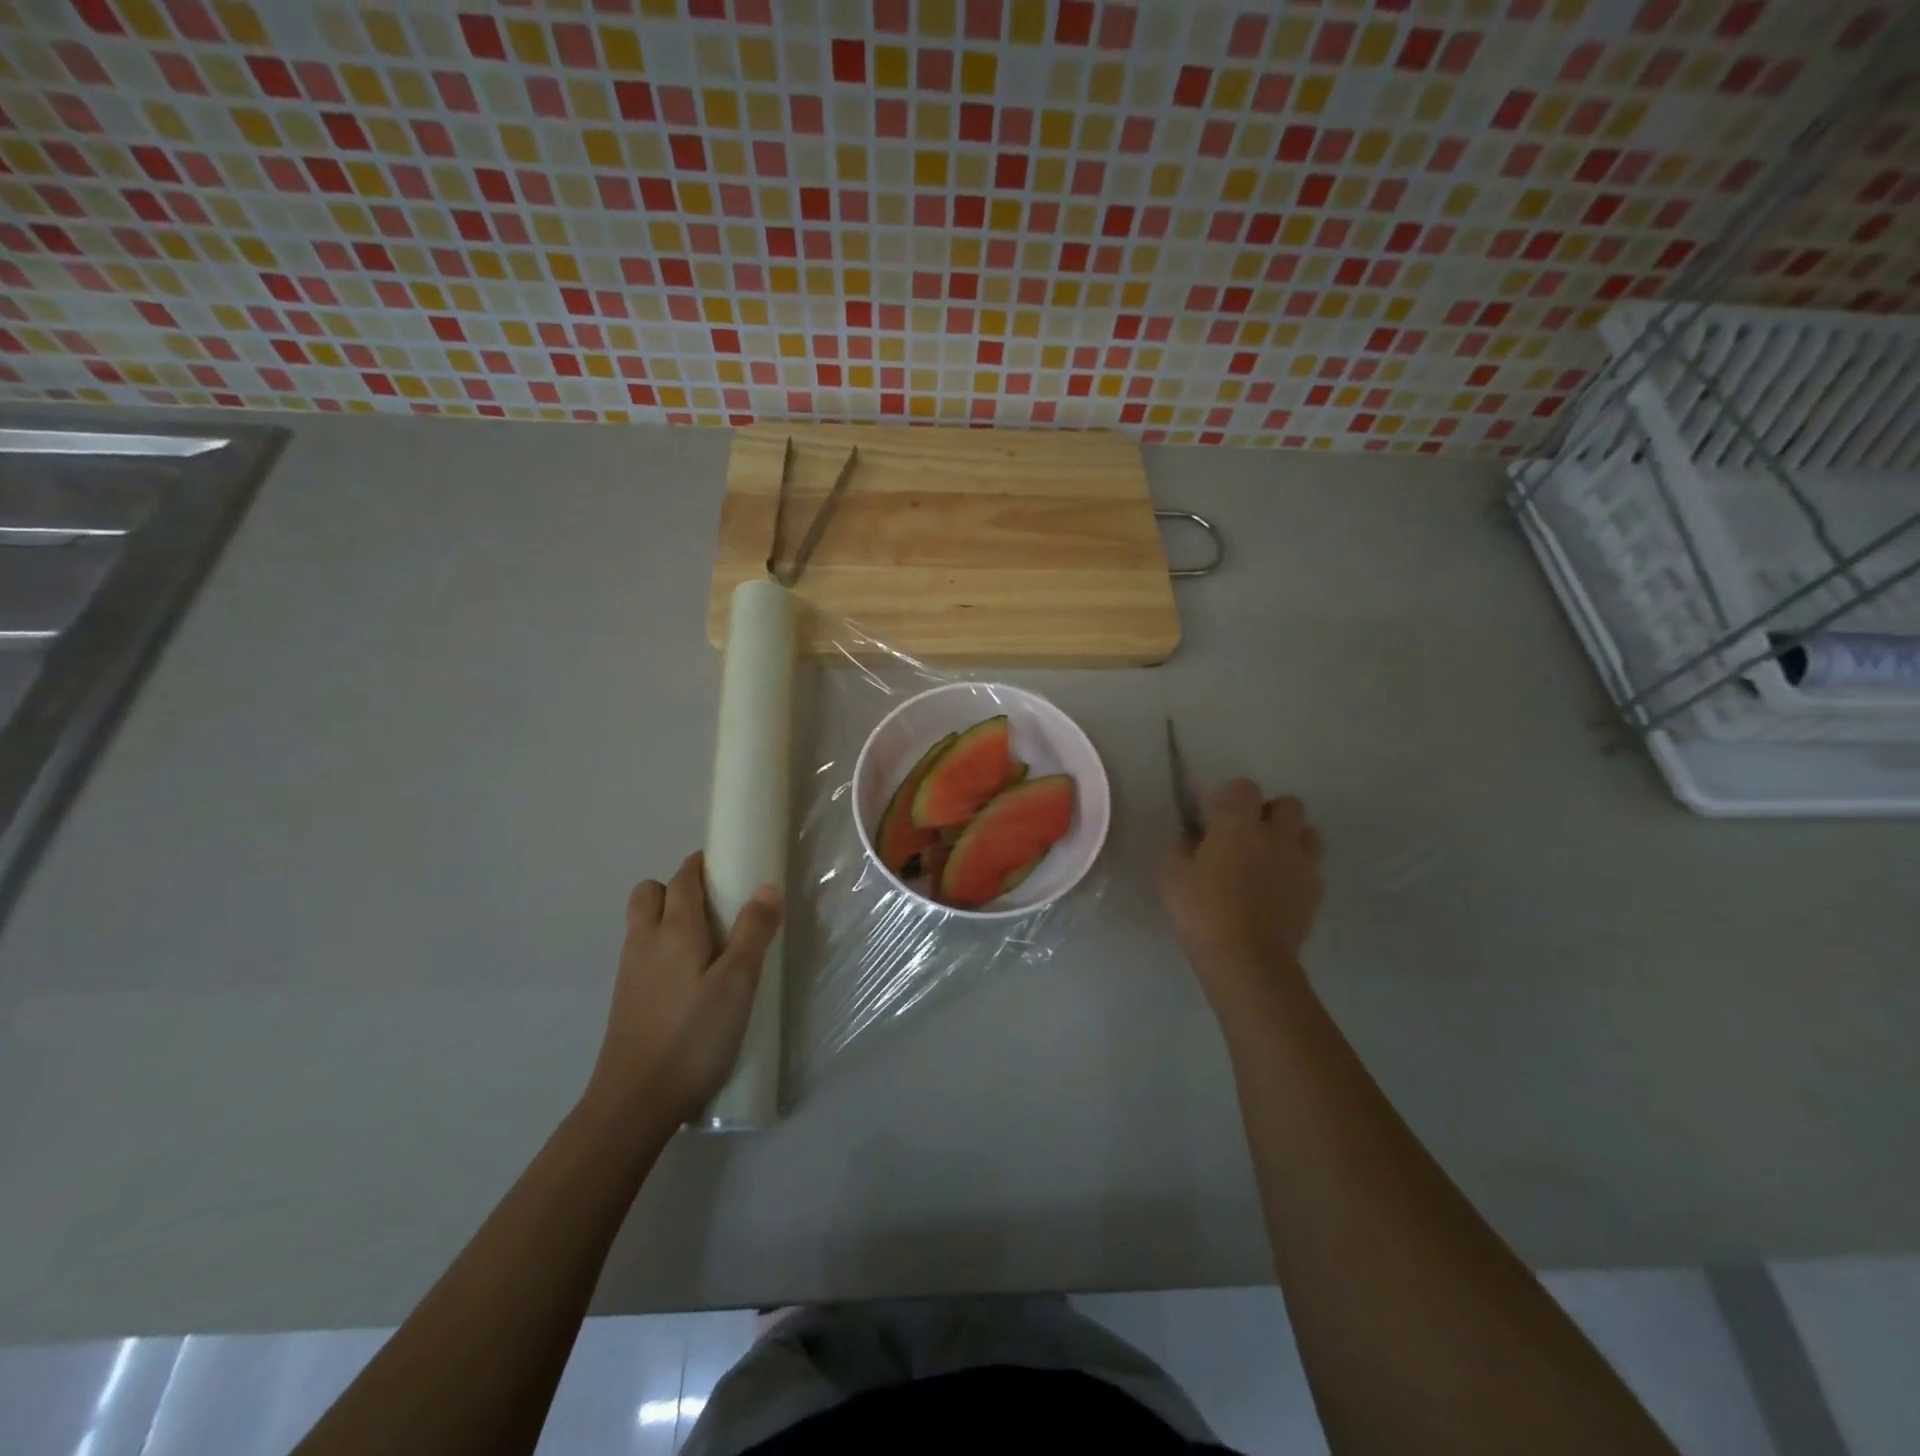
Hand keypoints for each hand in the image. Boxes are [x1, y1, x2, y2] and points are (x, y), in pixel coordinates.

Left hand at [586, 851, 782, 1127]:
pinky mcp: (626, 999)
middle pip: (649, 893)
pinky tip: (688, 978)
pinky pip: (642, 953)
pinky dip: (662, 947)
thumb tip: (767, 886)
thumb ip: (753, 932)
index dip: (700, 865)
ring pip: (642, 923)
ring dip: (668, 916)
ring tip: (707, 942)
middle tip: (715, 906)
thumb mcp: (738, 983)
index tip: (726, 865)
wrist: (634, 1102)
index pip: (682, 879)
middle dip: (677, 887)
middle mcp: (644, 942)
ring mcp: (630, 972)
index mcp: (674, 930)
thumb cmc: (693, 1036)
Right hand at [1159, 779, 1323, 1012]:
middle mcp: (1276, 835)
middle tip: (1246, 835)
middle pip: (1287, 804)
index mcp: (1238, 825)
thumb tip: (1191, 839)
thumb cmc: (1202, 911)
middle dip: (1268, 813)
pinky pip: (1311, 868)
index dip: (1228, 796)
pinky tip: (1277, 891)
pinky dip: (1296, 871)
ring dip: (1290, 838)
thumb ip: (1181, 848)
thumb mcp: (1171, 876)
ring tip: (1268, 860)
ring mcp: (1301, 863)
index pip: (1243, 787)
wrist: (1248, 959)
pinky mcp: (1315, 892)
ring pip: (1308, 833)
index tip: (1212, 815)